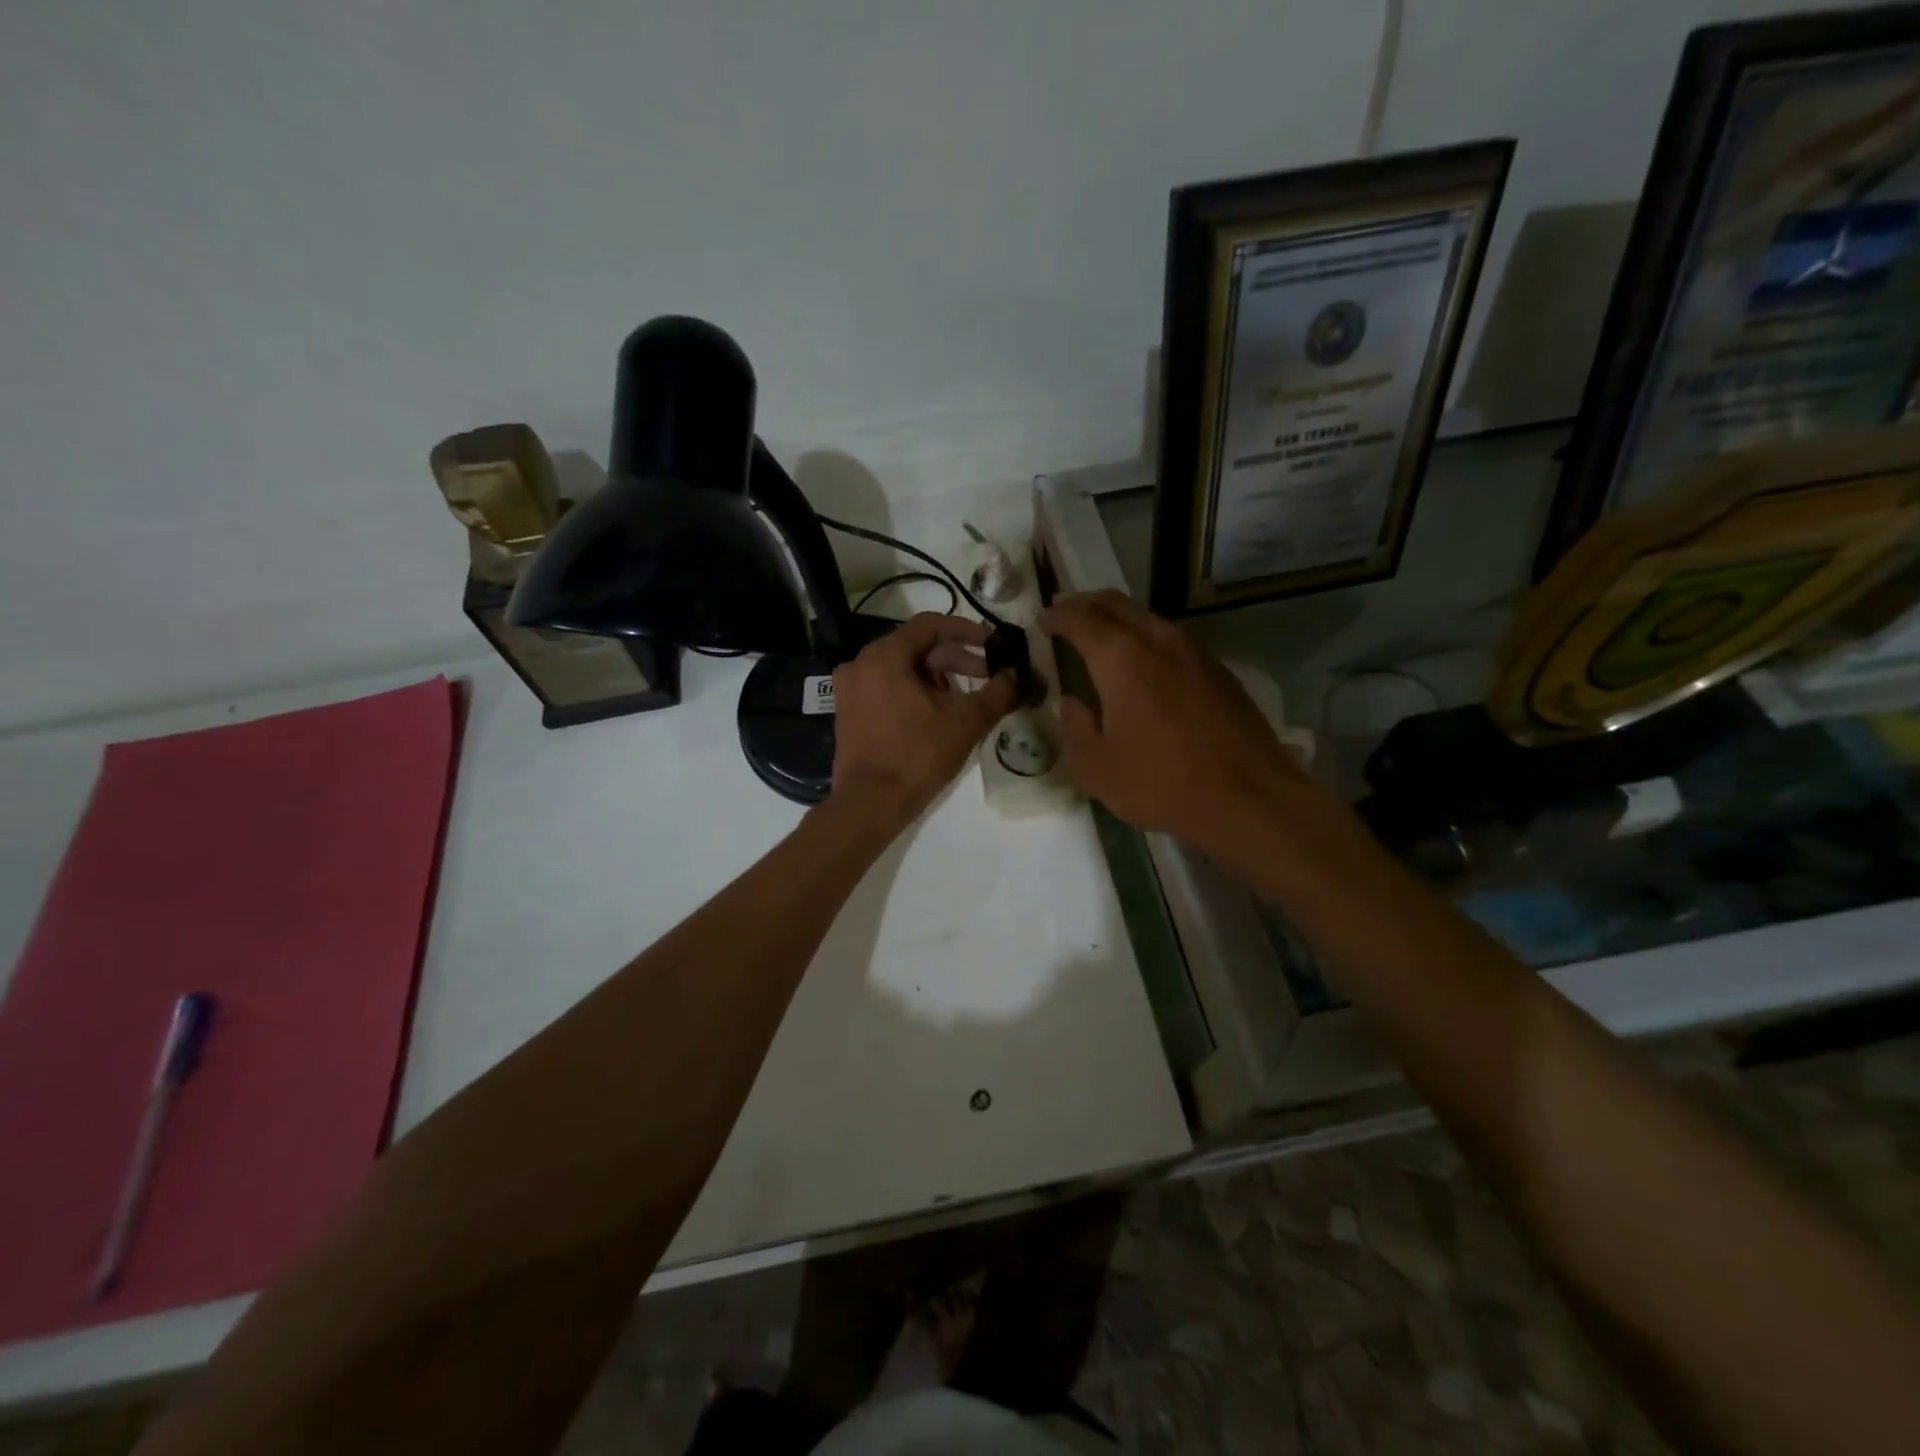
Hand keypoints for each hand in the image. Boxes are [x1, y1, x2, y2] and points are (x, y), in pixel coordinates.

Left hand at [830, 614, 1016, 824]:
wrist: (869, 804)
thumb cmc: (917, 756)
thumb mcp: (966, 722)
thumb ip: (997, 692)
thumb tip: (1016, 675)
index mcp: (884, 656)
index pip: (930, 625)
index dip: (966, 630)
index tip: (993, 644)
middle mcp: (860, 664)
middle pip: (916, 647)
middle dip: (956, 660)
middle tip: (988, 676)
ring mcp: (851, 689)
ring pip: (902, 669)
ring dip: (938, 678)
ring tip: (966, 699)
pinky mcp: (849, 711)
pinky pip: (887, 687)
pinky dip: (915, 692)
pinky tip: (938, 713)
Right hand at [1040, 591, 1299, 853]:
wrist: (1248, 798)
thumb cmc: (1161, 783)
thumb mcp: (1097, 769)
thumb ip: (1075, 728)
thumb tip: (1070, 703)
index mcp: (1121, 659)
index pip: (1081, 620)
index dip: (1057, 616)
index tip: (1042, 620)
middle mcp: (1158, 641)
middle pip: (1116, 605)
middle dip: (1086, 603)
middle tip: (1066, 610)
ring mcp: (1195, 652)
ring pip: (1148, 618)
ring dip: (1119, 618)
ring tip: (1101, 633)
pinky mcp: (1219, 670)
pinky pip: (1173, 639)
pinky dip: (1147, 638)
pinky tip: (1145, 662)